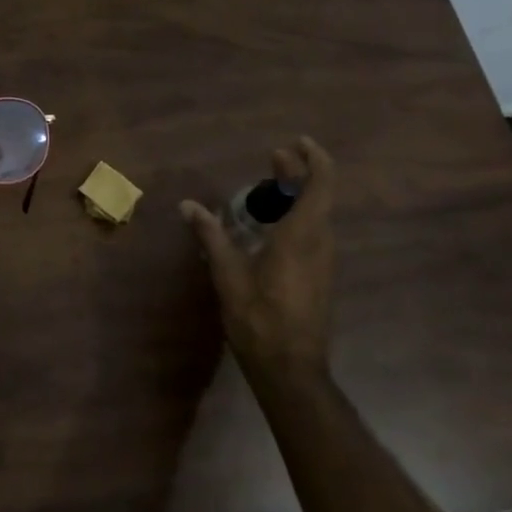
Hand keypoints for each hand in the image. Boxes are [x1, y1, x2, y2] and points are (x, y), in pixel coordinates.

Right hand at [180, 136, 335, 376]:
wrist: (290, 369)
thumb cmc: (259, 318)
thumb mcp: (228, 274)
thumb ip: (211, 235)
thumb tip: (188, 205)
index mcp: (302, 235)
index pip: (321, 184)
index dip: (314, 159)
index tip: (297, 143)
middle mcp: (320, 243)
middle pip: (317, 197)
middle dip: (297, 174)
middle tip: (273, 159)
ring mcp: (324, 262)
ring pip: (316, 216)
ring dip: (297, 197)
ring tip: (267, 191)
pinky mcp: (319, 278)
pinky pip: (312, 234)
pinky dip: (296, 218)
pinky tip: (270, 228)